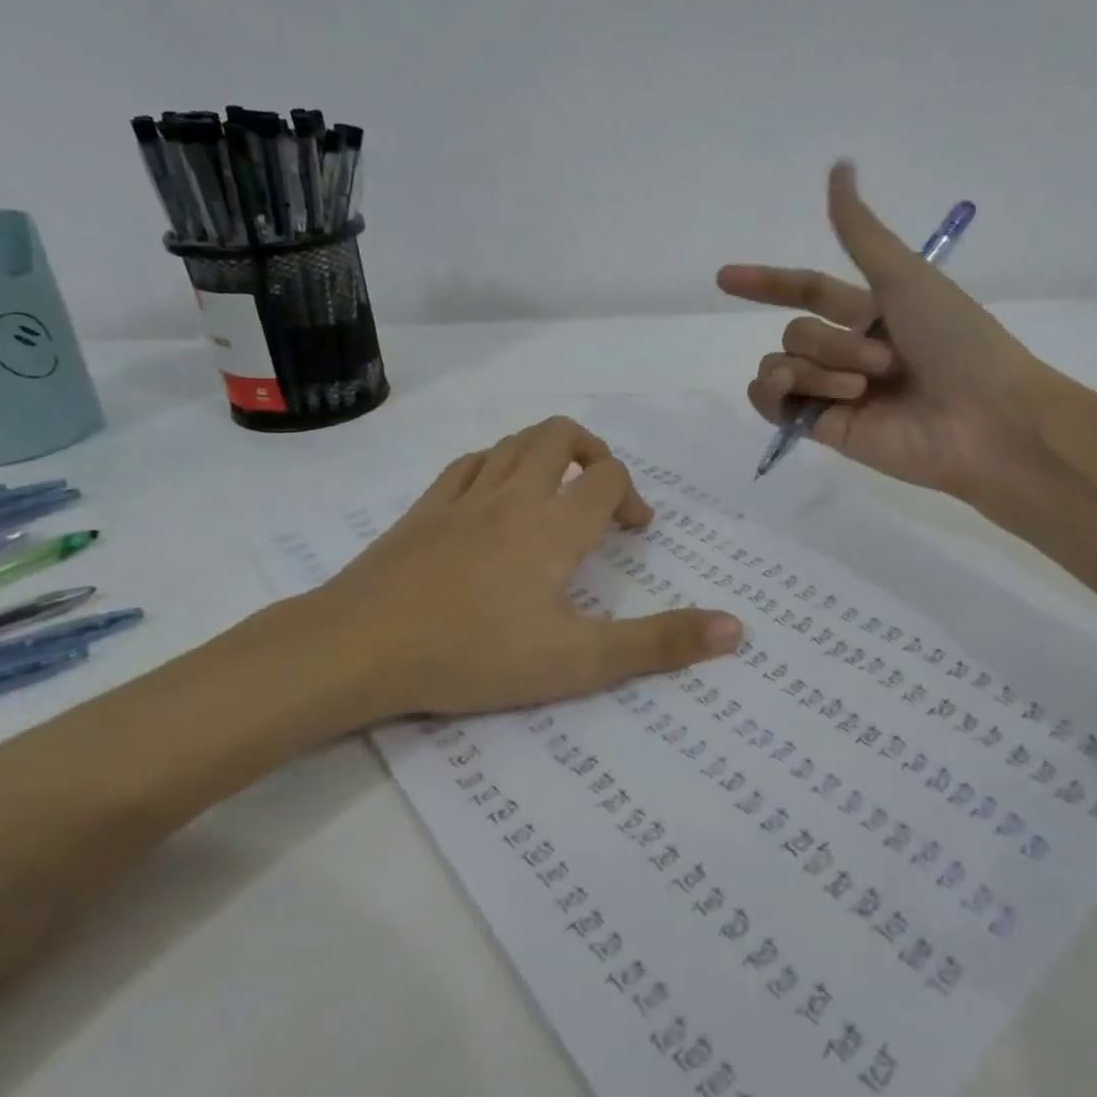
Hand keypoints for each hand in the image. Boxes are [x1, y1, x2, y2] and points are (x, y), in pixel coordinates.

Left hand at [280, 417, 743, 733]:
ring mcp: (463, 497)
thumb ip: (659, 644)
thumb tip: (737, 628)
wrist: (359, 648)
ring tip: (553, 493)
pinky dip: (494, 465)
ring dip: (544, 453)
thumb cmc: (476, 654)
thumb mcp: (579, 661)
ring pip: (513, 442)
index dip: (630, 495)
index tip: (633, 532)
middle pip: (560, 436)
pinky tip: (492, 495)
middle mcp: (514, 495)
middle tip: (599, 495)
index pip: (607, 477)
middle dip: (591, 453)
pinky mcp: (423, 509)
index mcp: (555, 524)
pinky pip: (468, 464)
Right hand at [718, 162, 1064, 516]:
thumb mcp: (904, 275)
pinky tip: (793, 391)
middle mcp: (849, 351)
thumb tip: (838, 166)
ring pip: (783, 363)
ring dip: (819, 367)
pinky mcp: (823, 428)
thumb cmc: (955, 341)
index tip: (726, 278)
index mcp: (872, 312)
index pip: (806, 292)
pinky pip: (773, 402)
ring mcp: (834, 392)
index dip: (768, 283)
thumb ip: (860, 231)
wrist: (983, 419)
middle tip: (884, 361)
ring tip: (863, 388)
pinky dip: (775, 392)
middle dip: (831, 342)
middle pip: (797, 331)